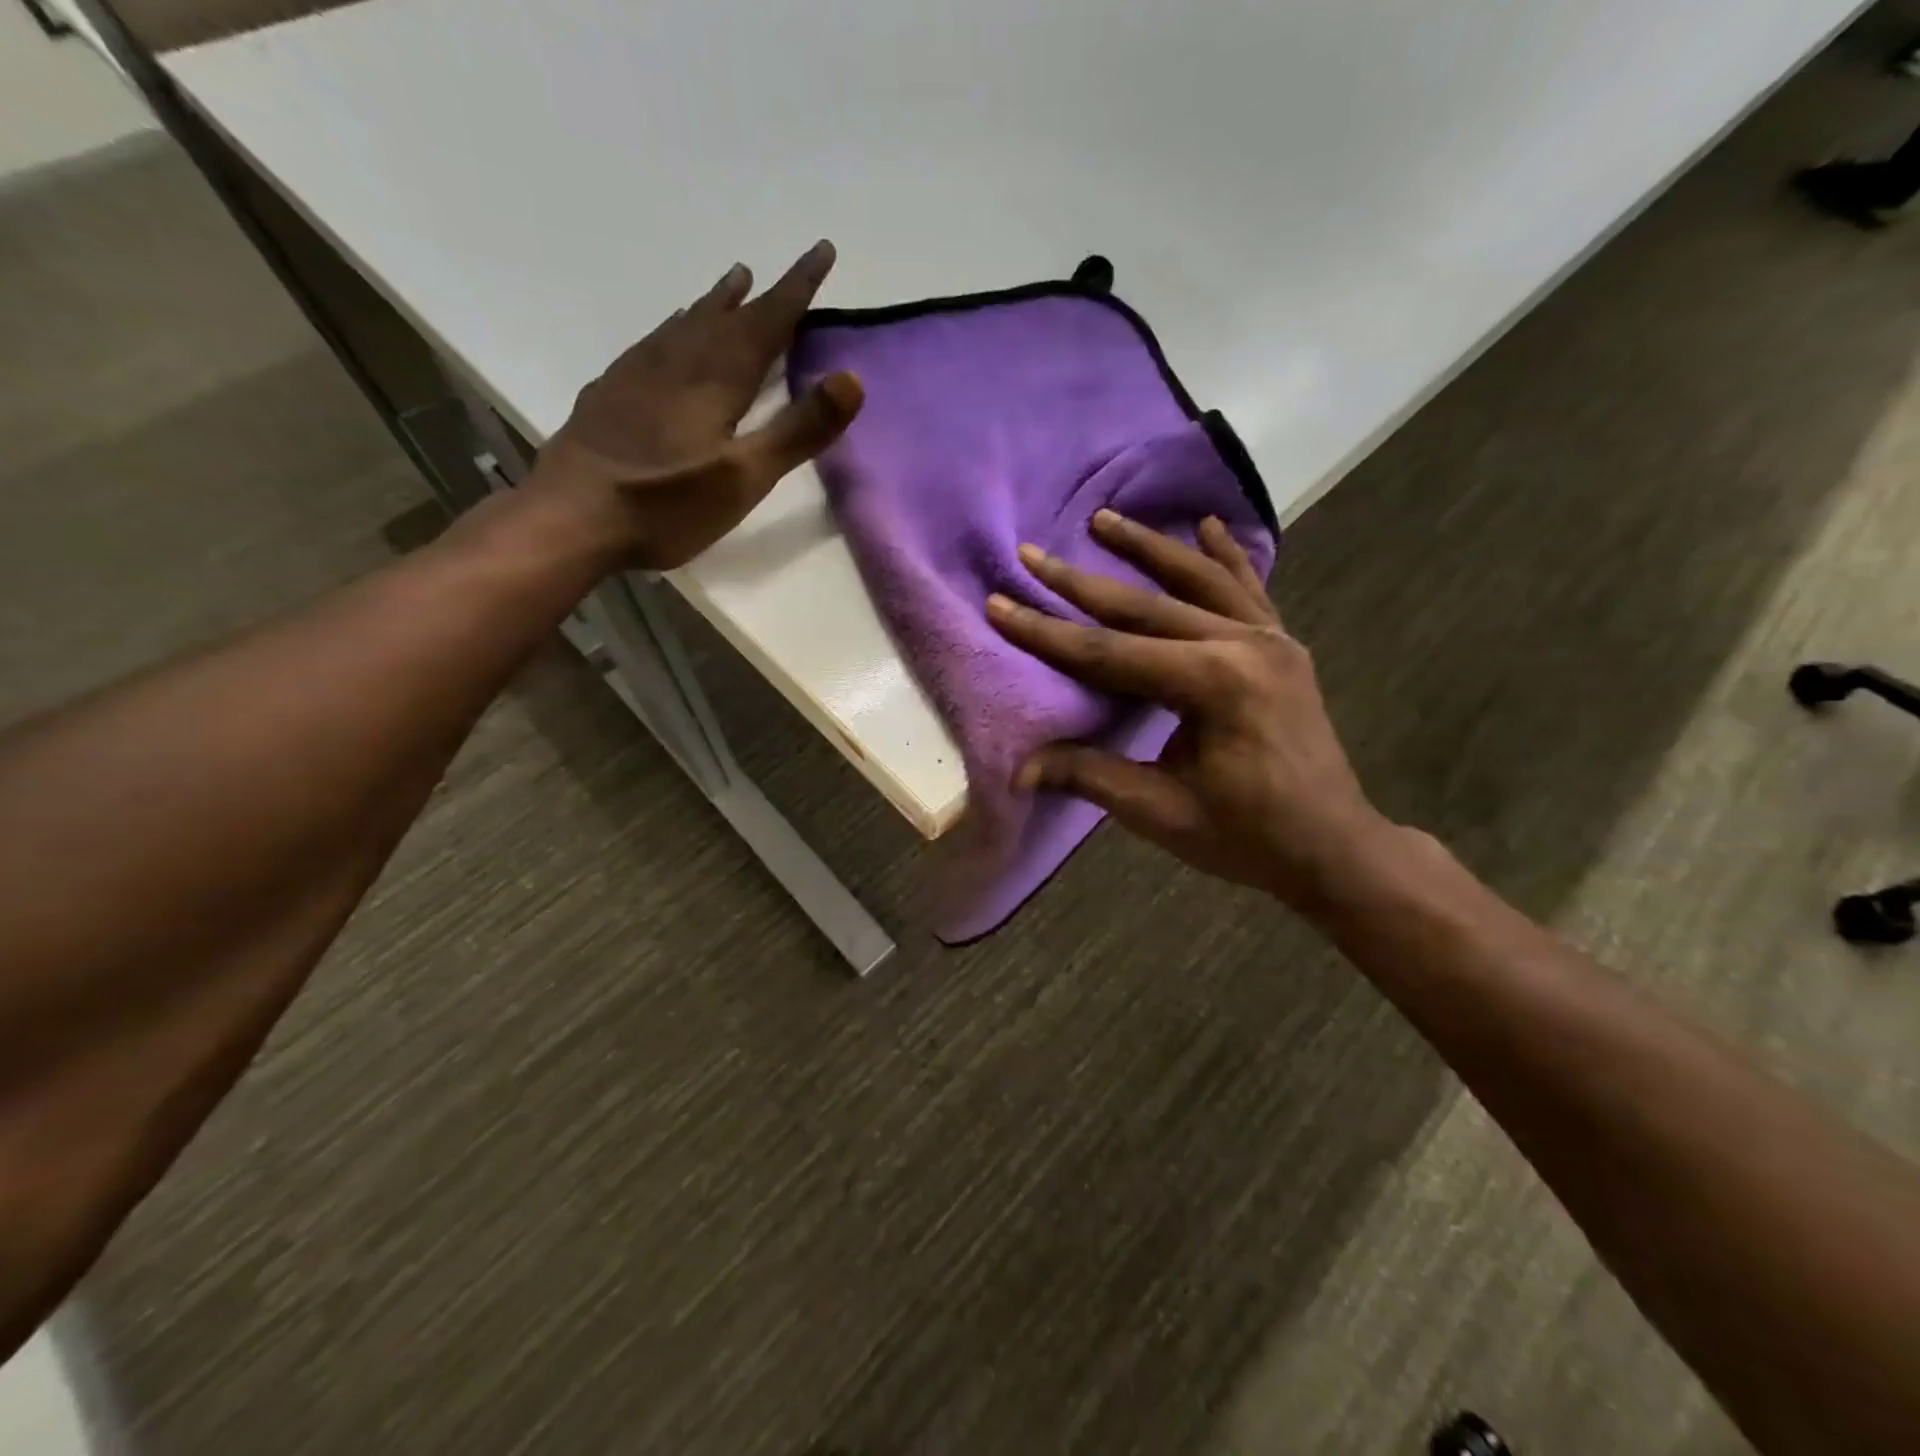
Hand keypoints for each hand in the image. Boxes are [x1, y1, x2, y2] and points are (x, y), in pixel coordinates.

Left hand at [524, 240, 862, 570]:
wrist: (572, 517)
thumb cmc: (667, 505)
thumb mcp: (745, 477)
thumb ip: (798, 430)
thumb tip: (852, 379)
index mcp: (716, 381)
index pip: (766, 322)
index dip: (797, 288)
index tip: (822, 250)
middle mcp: (678, 364)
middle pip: (726, 318)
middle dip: (758, 295)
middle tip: (774, 270)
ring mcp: (638, 376)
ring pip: (685, 325)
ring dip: (714, 303)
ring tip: (731, 282)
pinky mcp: (610, 394)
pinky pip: (651, 344)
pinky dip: (671, 328)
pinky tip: (668, 332)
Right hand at [986, 511, 1392, 910]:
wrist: (1334, 847)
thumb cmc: (1247, 837)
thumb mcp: (1162, 813)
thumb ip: (1091, 777)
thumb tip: (1018, 772)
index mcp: (1215, 685)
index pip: (1111, 652)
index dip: (1048, 633)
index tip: (1000, 604)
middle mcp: (1245, 645)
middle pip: (1146, 606)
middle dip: (1081, 582)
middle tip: (1033, 553)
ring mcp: (1271, 639)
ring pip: (1198, 580)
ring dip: (1148, 548)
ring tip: (1105, 518)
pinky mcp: (1283, 646)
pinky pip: (1248, 588)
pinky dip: (1225, 555)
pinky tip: (1207, 524)